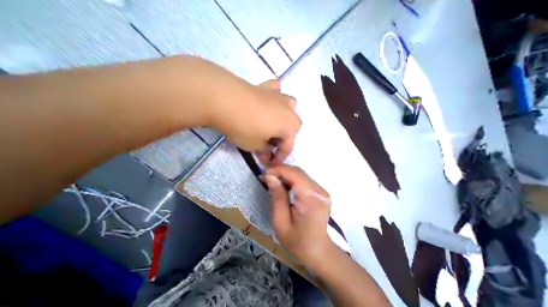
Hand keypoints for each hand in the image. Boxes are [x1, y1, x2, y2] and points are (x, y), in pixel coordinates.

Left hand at [208, 78, 298, 162]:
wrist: (223, 99)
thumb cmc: (243, 127)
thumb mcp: (254, 146)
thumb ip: (264, 152)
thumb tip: (267, 156)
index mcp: (291, 126)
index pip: (287, 146)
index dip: (279, 157)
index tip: (269, 164)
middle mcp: (289, 110)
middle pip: (289, 128)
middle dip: (281, 139)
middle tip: (267, 145)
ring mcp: (278, 96)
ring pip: (287, 109)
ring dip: (282, 118)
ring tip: (269, 125)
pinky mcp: (265, 86)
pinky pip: (275, 92)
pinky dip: (273, 98)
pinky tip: (266, 101)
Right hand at [263, 165, 331, 265]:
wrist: (319, 252)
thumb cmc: (298, 242)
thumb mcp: (281, 221)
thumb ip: (277, 196)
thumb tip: (270, 176)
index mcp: (310, 198)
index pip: (293, 174)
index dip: (278, 170)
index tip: (264, 174)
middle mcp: (319, 190)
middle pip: (298, 172)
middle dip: (280, 171)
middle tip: (266, 177)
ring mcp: (322, 191)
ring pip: (301, 174)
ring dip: (286, 174)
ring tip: (273, 180)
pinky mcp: (321, 192)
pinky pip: (304, 180)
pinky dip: (292, 179)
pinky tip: (284, 185)